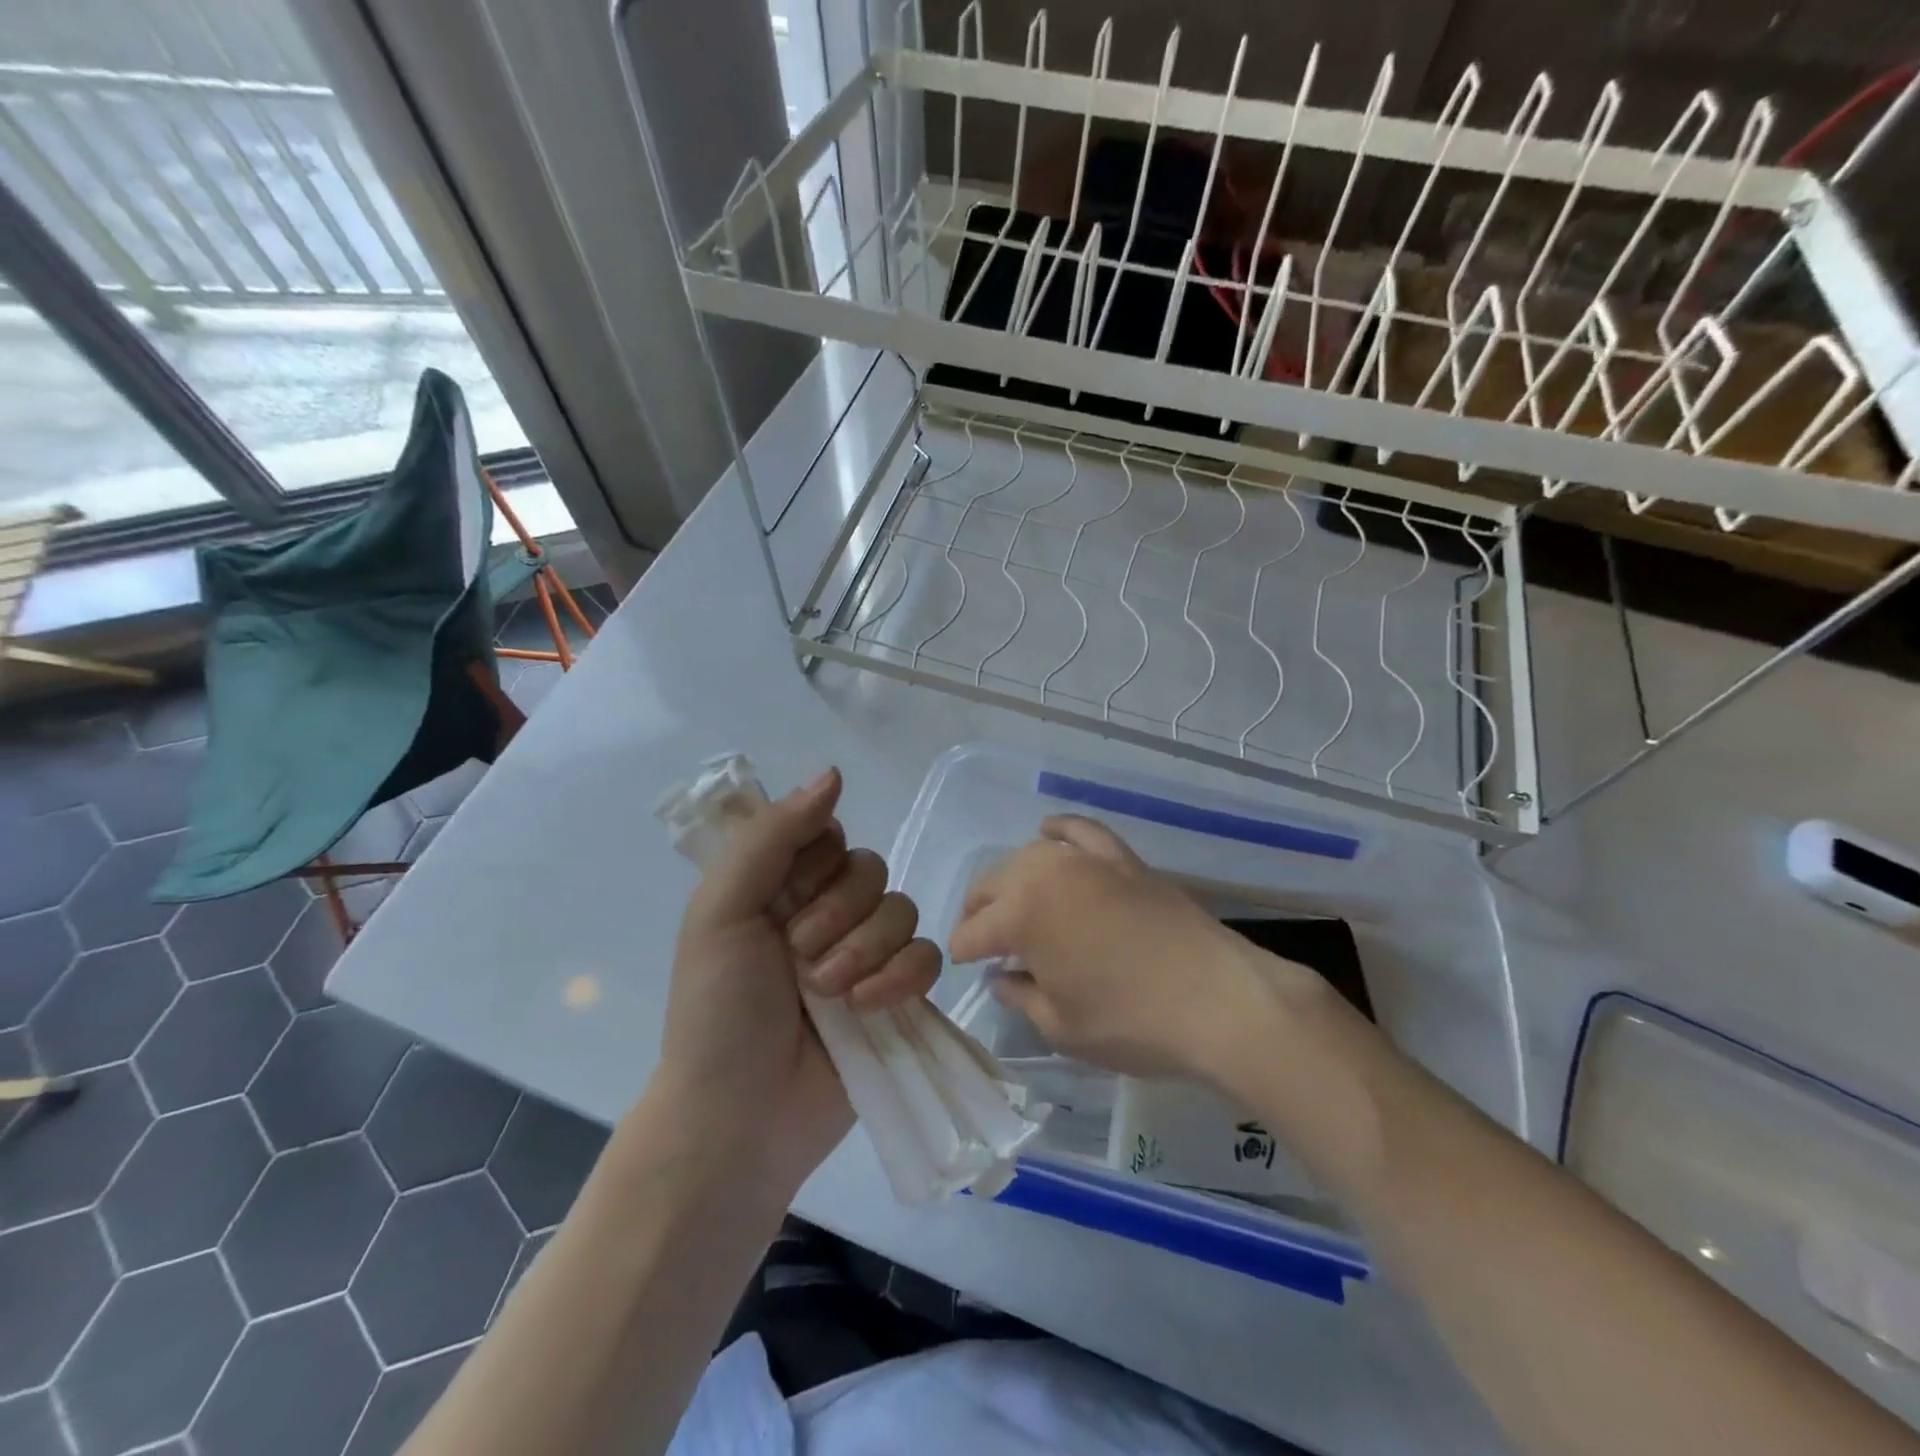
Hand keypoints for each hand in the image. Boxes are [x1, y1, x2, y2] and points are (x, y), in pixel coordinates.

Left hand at [658, 768, 940, 1193]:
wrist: (740, 1117)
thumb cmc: (716, 1010)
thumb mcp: (722, 910)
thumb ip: (772, 836)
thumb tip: (834, 773)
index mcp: (781, 886)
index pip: (829, 835)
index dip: (817, 862)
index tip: (787, 898)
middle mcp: (826, 911)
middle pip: (871, 870)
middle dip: (838, 915)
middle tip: (799, 958)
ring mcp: (865, 954)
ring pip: (902, 910)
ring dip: (865, 950)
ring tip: (828, 994)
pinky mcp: (897, 994)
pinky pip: (927, 957)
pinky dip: (900, 978)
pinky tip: (868, 1007)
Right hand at [949, 815, 1316, 1086]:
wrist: (1219, 1001)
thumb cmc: (1131, 1022)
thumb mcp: (1061, 1026)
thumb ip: (1020, 996)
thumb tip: (1001, 976)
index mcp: (1022, 915)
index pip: (974, 930)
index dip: (964, 951)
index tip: (965, 967)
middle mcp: (1046, 874)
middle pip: (994, 884)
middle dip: (979, 911)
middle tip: (981, 940)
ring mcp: (1087, 861)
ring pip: (1029, 856)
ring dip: (1011, 877)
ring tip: (1010, 901)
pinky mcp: (1122, 859)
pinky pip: (1082, 831)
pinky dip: (1060, 829)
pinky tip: (1048, 832)